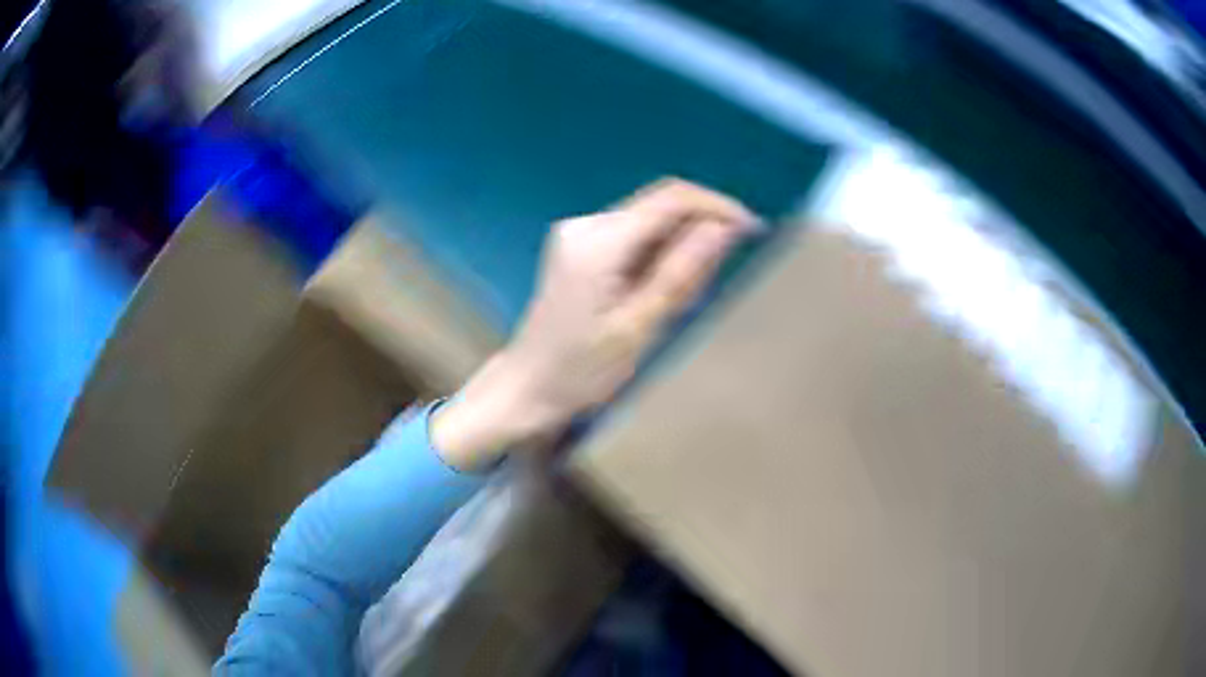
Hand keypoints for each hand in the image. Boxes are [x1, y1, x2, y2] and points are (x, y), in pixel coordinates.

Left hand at [432, 179, 758, 470]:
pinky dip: (657, 252)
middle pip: (659, 204)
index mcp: (599, 242)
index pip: (671, 198)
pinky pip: (632, 234)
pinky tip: (658, 289)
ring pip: (648, 219)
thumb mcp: (639, 328)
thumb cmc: (582, 371)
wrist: (527, 386)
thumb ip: (681, 273)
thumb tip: (722, 229)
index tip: (752, 230)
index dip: (717, 207)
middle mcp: (585, 224)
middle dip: (700, 227)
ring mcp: (578, 232)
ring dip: (679, 243)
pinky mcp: (577, 245)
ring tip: (688, 293)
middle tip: (720, 274)